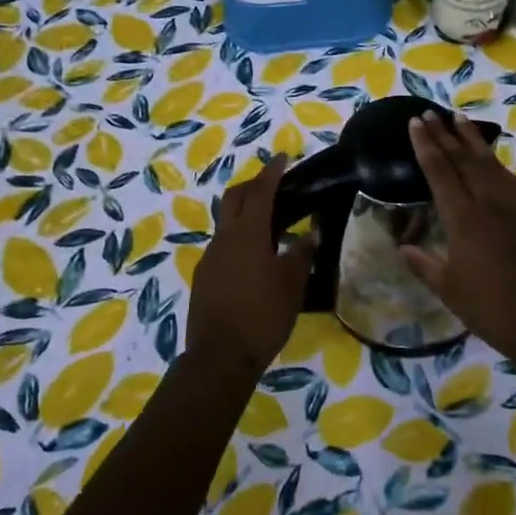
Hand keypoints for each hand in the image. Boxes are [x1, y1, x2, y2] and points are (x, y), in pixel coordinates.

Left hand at [186, 159, 315, 377]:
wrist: (219, 357)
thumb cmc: (262, 316)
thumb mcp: (292, 285)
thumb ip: (302, 254)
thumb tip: (312, 233)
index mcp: (248, 233)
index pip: (261, 191)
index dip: (272, 172)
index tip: (283, 157)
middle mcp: (224, 238)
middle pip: (234, 198)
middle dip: (251, 185)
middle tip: (272, 183)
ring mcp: (209, 258)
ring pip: (225, 223)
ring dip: (244, 214)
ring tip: (269, 224)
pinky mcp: (203, 278)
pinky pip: (222, 246)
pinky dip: (238, 239)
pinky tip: (253, 258)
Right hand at [402, 113, 515, 357]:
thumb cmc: (489, 308)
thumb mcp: (448, 289)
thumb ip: (423, 264)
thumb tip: (402, 246)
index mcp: (463, 219)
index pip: (440, 171)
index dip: (426, 145)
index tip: (415, 122)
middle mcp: (488, 202)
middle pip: (463, 159)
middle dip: (444, 134)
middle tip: (430, 113)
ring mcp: (513, 205)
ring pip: (488, 162)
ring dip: (471, 139)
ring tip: (457, 119)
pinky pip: (507, 177)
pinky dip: (493, 160)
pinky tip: (488, 157)